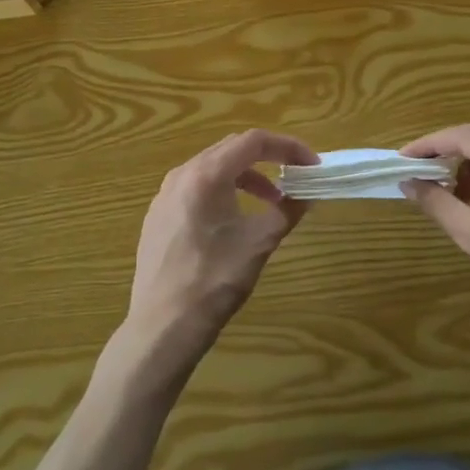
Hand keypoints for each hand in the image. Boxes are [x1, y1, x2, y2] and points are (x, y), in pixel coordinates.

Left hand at [121, 129, 318, 375]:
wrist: (162, 327)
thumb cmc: (214, 281)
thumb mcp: (259, 243)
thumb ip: (287, 211)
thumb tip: (307, 195)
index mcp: (206, 174)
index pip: (254, 141)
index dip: (288, 147)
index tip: (311, 165)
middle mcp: (182, 174)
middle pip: (232, 149)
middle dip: (268, 158)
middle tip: (295, 176)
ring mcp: (164, 195)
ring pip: (212, 168)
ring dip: (246, 176)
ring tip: (270, 201)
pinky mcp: (157, 216)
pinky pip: (195, 187)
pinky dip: (222, 191)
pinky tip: (233, 219)